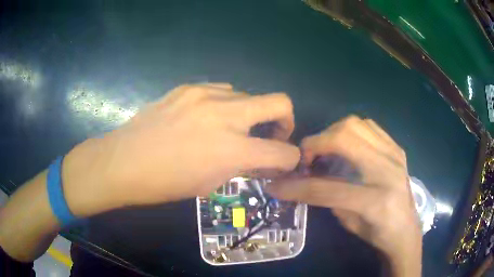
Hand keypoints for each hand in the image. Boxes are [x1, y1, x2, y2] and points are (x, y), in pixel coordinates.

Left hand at [62, 83, 300, 216]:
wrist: (124, 161)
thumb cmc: (165, 183)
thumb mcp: (210, 183)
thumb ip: (241, 165)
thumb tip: (261, 157)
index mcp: (230, 149)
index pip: (283, 152)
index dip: (290, 158)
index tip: (283, 161)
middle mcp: (224, 114)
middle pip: (280, 102)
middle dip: (285, 120)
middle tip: (272, 134)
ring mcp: (204, 94)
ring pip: (248, 94)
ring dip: (249, 113)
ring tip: (230, 127)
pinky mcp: (187, 87)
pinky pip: (222, 90)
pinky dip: (225, 104)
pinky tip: (207, 116)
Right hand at [268, 116, 421, 276]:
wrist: (406, 229)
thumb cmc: (377, 233)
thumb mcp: (348, 223)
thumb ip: (327, 198)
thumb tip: (303, 179)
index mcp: (375, 201)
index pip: (327, 189)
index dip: (297, 186)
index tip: (276, 185)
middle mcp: (387, 171)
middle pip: (344, 139)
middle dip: (316, 144)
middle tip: (306, 158)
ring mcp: (395, 154)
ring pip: (356, 124)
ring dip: (332, 133)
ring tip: (326, 149)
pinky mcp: (397, 148)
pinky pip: (369, 126)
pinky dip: (351, 131)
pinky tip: (347, 146)